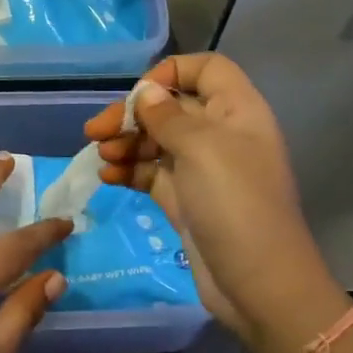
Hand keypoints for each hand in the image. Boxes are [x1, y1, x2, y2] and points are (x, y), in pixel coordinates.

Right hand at [83, 55, 341, 338]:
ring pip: (156, 142)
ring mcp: (201, 170)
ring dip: (125, 144)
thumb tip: (146, 91)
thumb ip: (168, 116)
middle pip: (171, 107)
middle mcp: (220, 135)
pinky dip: (128, 171)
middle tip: (95, 132)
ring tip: (101, 158)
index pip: (206, 69)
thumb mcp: (202, 149)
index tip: (139, 96)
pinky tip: (107, 178)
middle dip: (132, 115)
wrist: (257, 283)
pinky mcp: (184, 201)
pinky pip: (150, 174)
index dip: (171, 73)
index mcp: (237, 111)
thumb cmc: (235, 205)